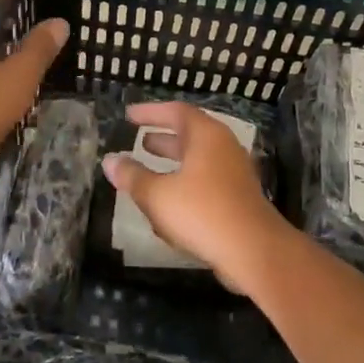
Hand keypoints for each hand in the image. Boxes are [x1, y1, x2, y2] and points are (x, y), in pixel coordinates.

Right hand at [101, 101, 292, 287]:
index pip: (176, 111)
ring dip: (173, 162)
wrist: (254, 251)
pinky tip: (169, 202)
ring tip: (149, 166)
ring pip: (198, 159)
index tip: (129, 115)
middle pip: (189, 134)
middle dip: (163, 137)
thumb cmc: (202, 212)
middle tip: (139, 139)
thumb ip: (132, 177)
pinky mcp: (238, 197)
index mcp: (206, 135)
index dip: (150, 112)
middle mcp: (223, 146)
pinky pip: (206, 180)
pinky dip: (185, 182)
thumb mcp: (157, 195)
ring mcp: (234, 172)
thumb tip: (109, 161)